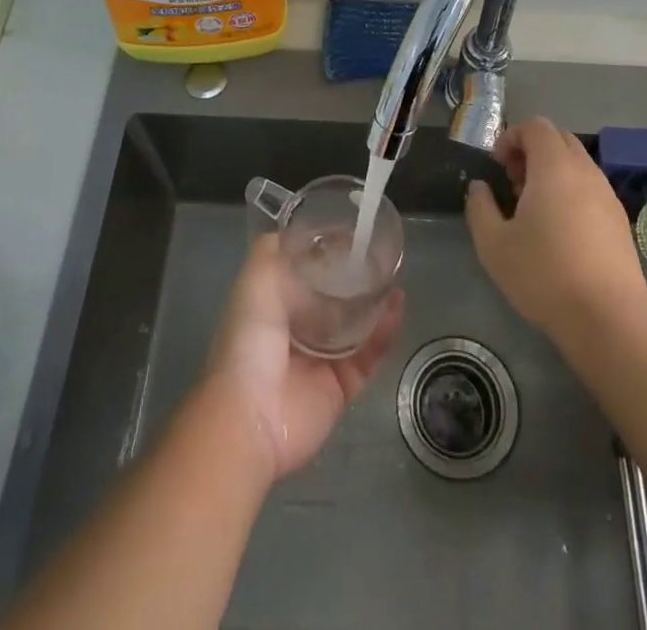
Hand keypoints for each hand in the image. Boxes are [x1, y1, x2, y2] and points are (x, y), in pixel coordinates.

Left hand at [201, 234, 403, 482]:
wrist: (250, 417)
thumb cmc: (249, 341)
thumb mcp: (254, 281)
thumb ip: (272, 251)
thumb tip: (295, 229)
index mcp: (273, 306)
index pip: (302, 272)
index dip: (323, 252)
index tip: (348, 230)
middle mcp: (297, 330)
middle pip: (332, 297)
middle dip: (353, 276)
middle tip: (378, 250)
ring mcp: (321, 359)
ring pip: (356, 324)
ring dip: (375, 300)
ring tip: (394, 272)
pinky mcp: (342, 386)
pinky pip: (370, 354)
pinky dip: (385, 330)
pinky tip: (397, 305)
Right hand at [465, 116, 646, 340]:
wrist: (609, 318)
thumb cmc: (544, 274)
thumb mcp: (494, 245)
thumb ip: (480, 208)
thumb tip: (479, 188)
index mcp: (554, 166)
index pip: (536, 126)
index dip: (511, 137)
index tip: (497, 166)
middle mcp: (585, 171)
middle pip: (559, 139)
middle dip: (532, 150)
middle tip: (513, 182)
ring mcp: (607, 195)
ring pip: (577, 164)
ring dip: (552, 172)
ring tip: (534, 208)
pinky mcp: (620, 220)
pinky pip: (591, 188)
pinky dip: (571, 192)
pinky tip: (560, 230)